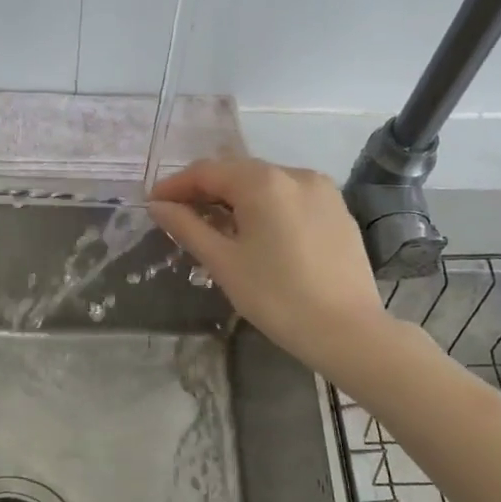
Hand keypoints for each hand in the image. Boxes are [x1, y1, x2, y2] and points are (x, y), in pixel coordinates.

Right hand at [149, 157, 386, 376]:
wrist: (347, 330)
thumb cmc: (276, 297)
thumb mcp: (223, 262)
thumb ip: (187, 227)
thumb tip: (157, 206)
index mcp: (263, 182)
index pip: (207, 171)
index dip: (176, 185)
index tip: (153, 203)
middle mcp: (294, 174)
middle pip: (238, 172)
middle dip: (205, 190)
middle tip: (179, 215)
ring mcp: (322, 190)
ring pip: (266, 183)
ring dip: (235, 198)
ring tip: (216, 226)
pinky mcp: (338, 210)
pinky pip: (291, 197)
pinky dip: (266, 207)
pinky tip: (257, 233)